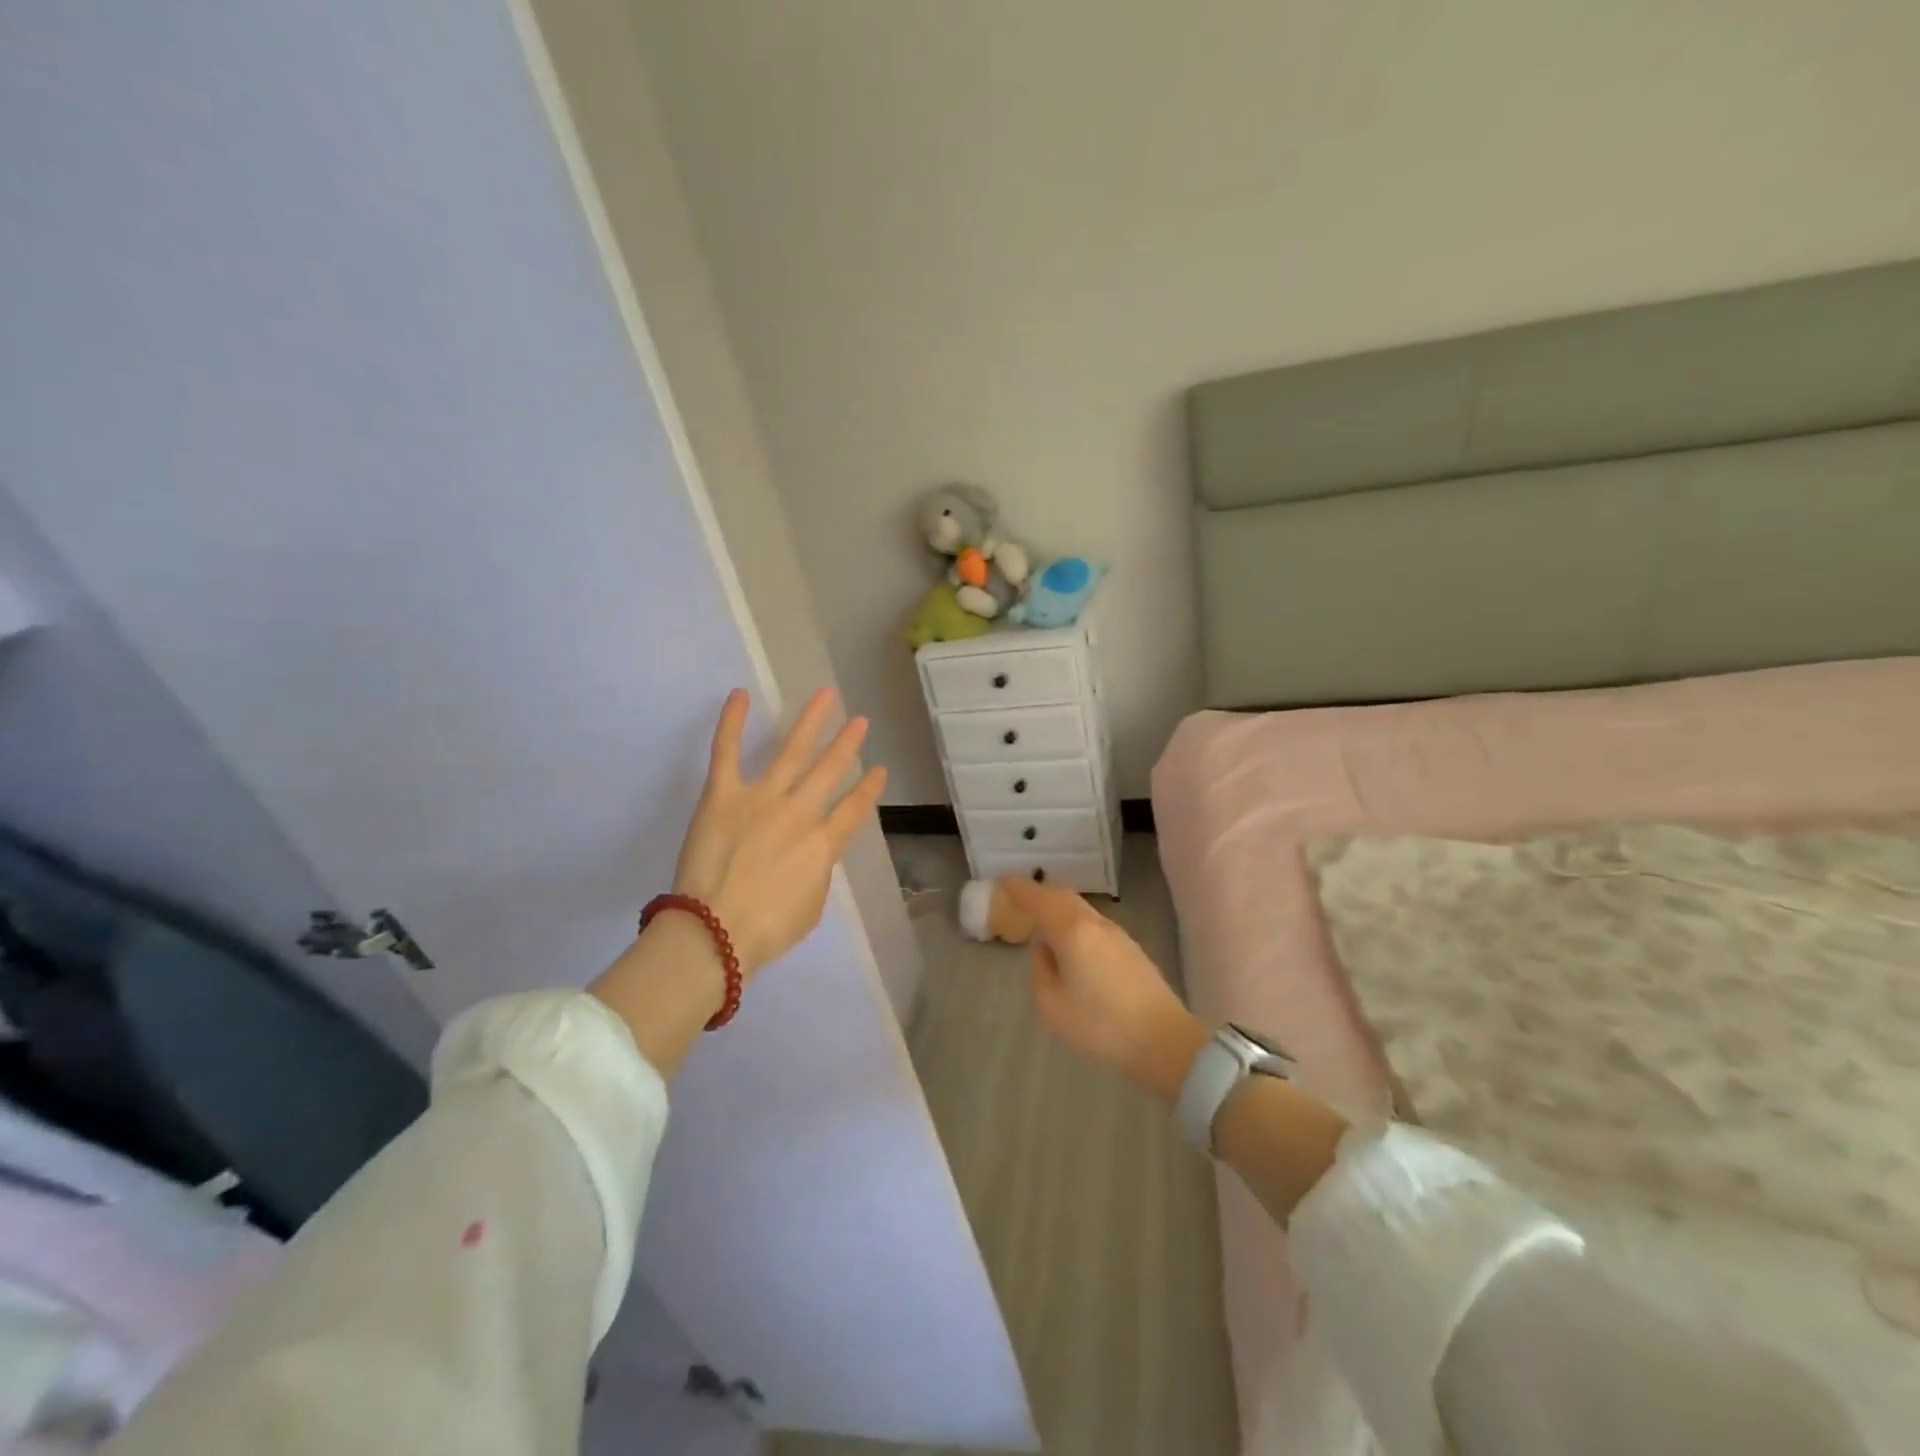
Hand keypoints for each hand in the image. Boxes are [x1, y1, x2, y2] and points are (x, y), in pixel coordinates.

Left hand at [670, 686, 885, 977]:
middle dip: (847, 744)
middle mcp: (800, 812)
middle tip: (861, 721)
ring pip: (792, 751)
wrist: (716, 932)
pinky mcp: (722, 794)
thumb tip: (814, 851)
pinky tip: (740, 694)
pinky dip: (732, 722)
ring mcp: (761, 798)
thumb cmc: (767, 930)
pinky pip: (727, 752)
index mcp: (824, 843)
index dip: (869, 789)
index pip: (854, 808)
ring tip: (827, 696)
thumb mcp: (812, 906)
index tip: (880, 770)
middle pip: (830, 771)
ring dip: (812, 722)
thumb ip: (818, 872)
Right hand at [999, 877, 1206, 1103]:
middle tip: (1021, 903)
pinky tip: (1073, 948)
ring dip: (1060, 912)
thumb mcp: (1052, 1005)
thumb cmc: (1100, 1024)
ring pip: (1081, 911)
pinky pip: (1094, 925)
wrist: (1163, 1040)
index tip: (1002, 883)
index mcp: (1072, 930)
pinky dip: (1076, 926)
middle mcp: (1095, 923)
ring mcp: (1117, 935)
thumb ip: (1042, 970)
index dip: (1019, 889)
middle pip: (1063, 898)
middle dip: (1040, 896)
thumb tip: (1046, 949)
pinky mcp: (1131, 950)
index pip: (1039, 899)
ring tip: (1044, 928)